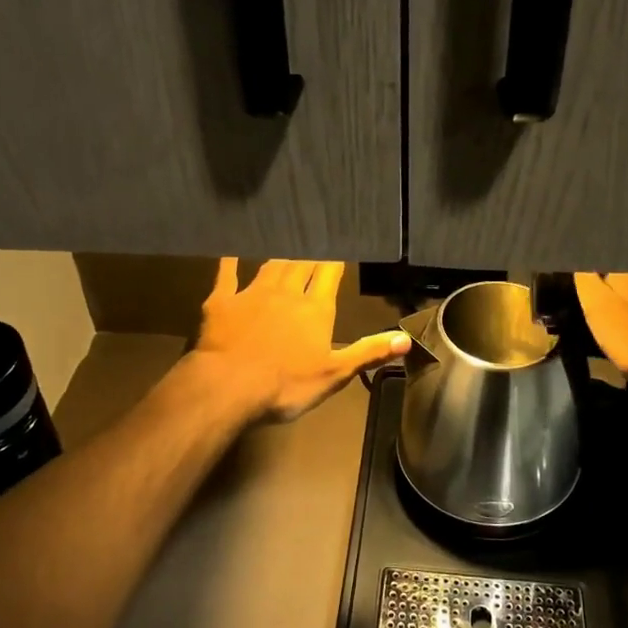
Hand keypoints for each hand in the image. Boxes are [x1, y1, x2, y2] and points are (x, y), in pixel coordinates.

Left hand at [194, 259, 410, 422]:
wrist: (229, 386)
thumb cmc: (286, 385)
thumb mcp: (335, 374)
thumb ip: (369, 353)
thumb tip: (406, 339)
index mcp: (315, 309)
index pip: (329, 275)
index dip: (335, 261)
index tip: (340, 248)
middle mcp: (287, 293)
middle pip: (302, 265)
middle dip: (310, 254)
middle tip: (315, 241)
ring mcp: (252, 293)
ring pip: (272, 266)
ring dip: (281, 256)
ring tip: (288, 247)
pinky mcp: (221, 302)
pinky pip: (227, 274)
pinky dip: (230, 262)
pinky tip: (231, 252)